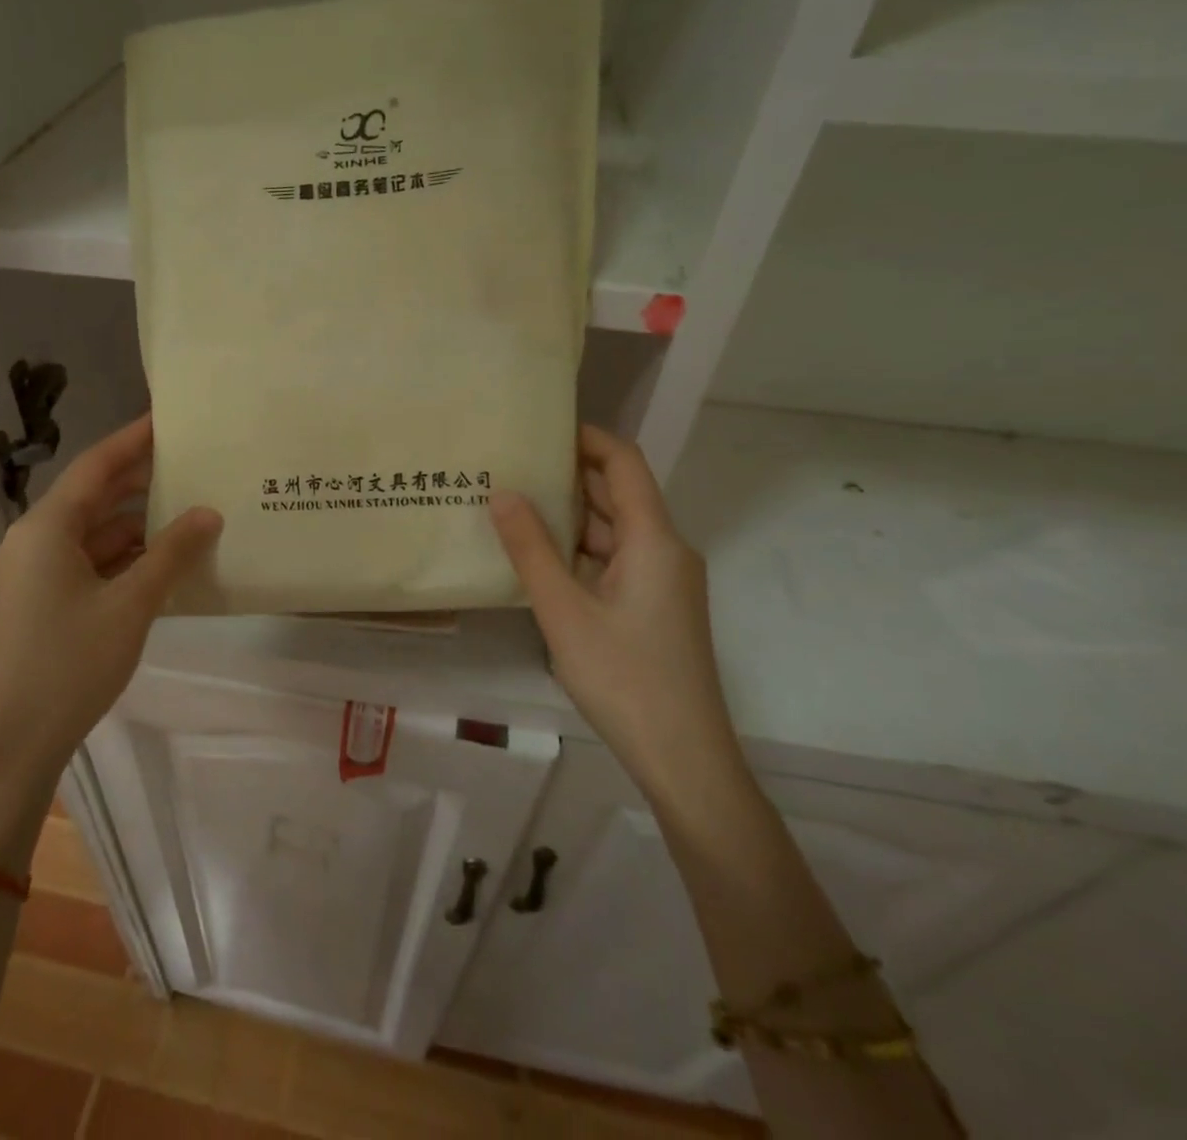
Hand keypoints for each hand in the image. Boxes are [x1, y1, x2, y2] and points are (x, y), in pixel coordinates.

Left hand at [0, 415, 221, 794]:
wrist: (20, 738)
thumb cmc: (73, 663)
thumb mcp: (132, 604)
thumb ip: (172, 553)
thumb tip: (209, 513)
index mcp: (46, 528)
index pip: (95, 467)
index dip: (132, 439)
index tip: (167, 419)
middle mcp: (36, 538)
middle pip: (94, 494)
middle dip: (140, 479)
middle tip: (189, 460)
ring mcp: (38, 568)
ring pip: (94, 529)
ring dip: (136, 521)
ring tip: (187, 506)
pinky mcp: (45, 595)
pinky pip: (89, 558)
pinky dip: (124, 553)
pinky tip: (164, 555)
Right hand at [489, 425, 744, 802]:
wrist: (684, 758)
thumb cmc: (624, 678)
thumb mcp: (564, 611)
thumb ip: (530, 549)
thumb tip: (502, 491)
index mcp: (655, 540)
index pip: (624, 462)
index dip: (587, 437)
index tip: (539, 427)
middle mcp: (666, 550)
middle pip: (619, 493)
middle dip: (569, 474)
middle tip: (512, 463)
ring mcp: (663, 581)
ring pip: (615, 530)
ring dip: (571, 515)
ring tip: (515, 503)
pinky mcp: (655, 607)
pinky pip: (616, 559)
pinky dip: (580, 549)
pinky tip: (540, 556)